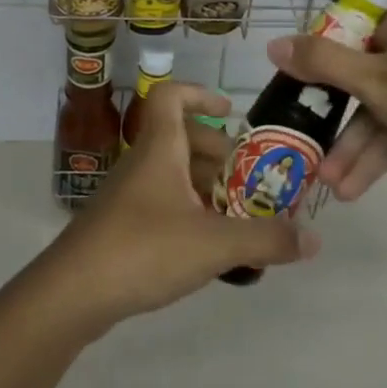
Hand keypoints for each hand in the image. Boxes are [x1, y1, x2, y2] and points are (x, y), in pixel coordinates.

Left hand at [37, 82, 318, 333]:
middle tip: (249, 179)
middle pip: (180, 137)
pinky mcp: (122, 225)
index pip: (171, 96)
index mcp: (160, 148)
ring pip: (172, 172)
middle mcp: (143, 162)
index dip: (200, 94)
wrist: (73, 293)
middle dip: (217, 152)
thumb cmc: (143, 249)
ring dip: (205, 186)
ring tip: (238, 216)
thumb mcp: (213, 244)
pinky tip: (209, 247)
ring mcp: (129, 194)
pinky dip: (189, 212)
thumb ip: (265, 239)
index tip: (231, 112)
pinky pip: (162, 202)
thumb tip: (313, 239)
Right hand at [264, 0, 386, 199]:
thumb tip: (272, 44)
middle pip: (361, 73)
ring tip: (330, 186)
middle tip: (306, 146)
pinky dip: (383, 151)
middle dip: (336, 119)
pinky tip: (357, 187)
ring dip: (357, 145)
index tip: (293, 90)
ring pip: (382, 106)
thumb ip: (322, 63)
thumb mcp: (377, 81)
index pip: (347, 28)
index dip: (317, 59)